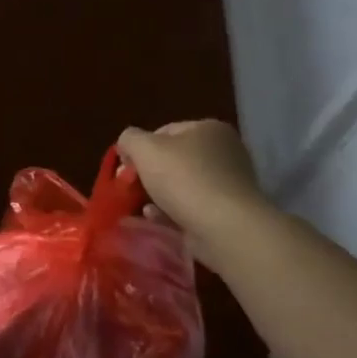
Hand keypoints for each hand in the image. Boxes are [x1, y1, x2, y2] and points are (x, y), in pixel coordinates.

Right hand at [118, 121, 269, 263]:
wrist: (226, 228)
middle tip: (132, 189)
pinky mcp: (229, 212)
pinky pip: (193, 208)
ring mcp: (230, 184)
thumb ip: (129, 139)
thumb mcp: (144, 148)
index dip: (140, 149)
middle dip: (149, 175)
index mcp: (209, 129)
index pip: (164, 132)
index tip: (127, 169)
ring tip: (145, 209)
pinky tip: (159, 221)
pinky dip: (173, 213)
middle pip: (173, 160)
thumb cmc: (184, 179)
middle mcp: (225, 152)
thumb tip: (127, 146)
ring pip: (181, 186)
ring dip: (159, 196)